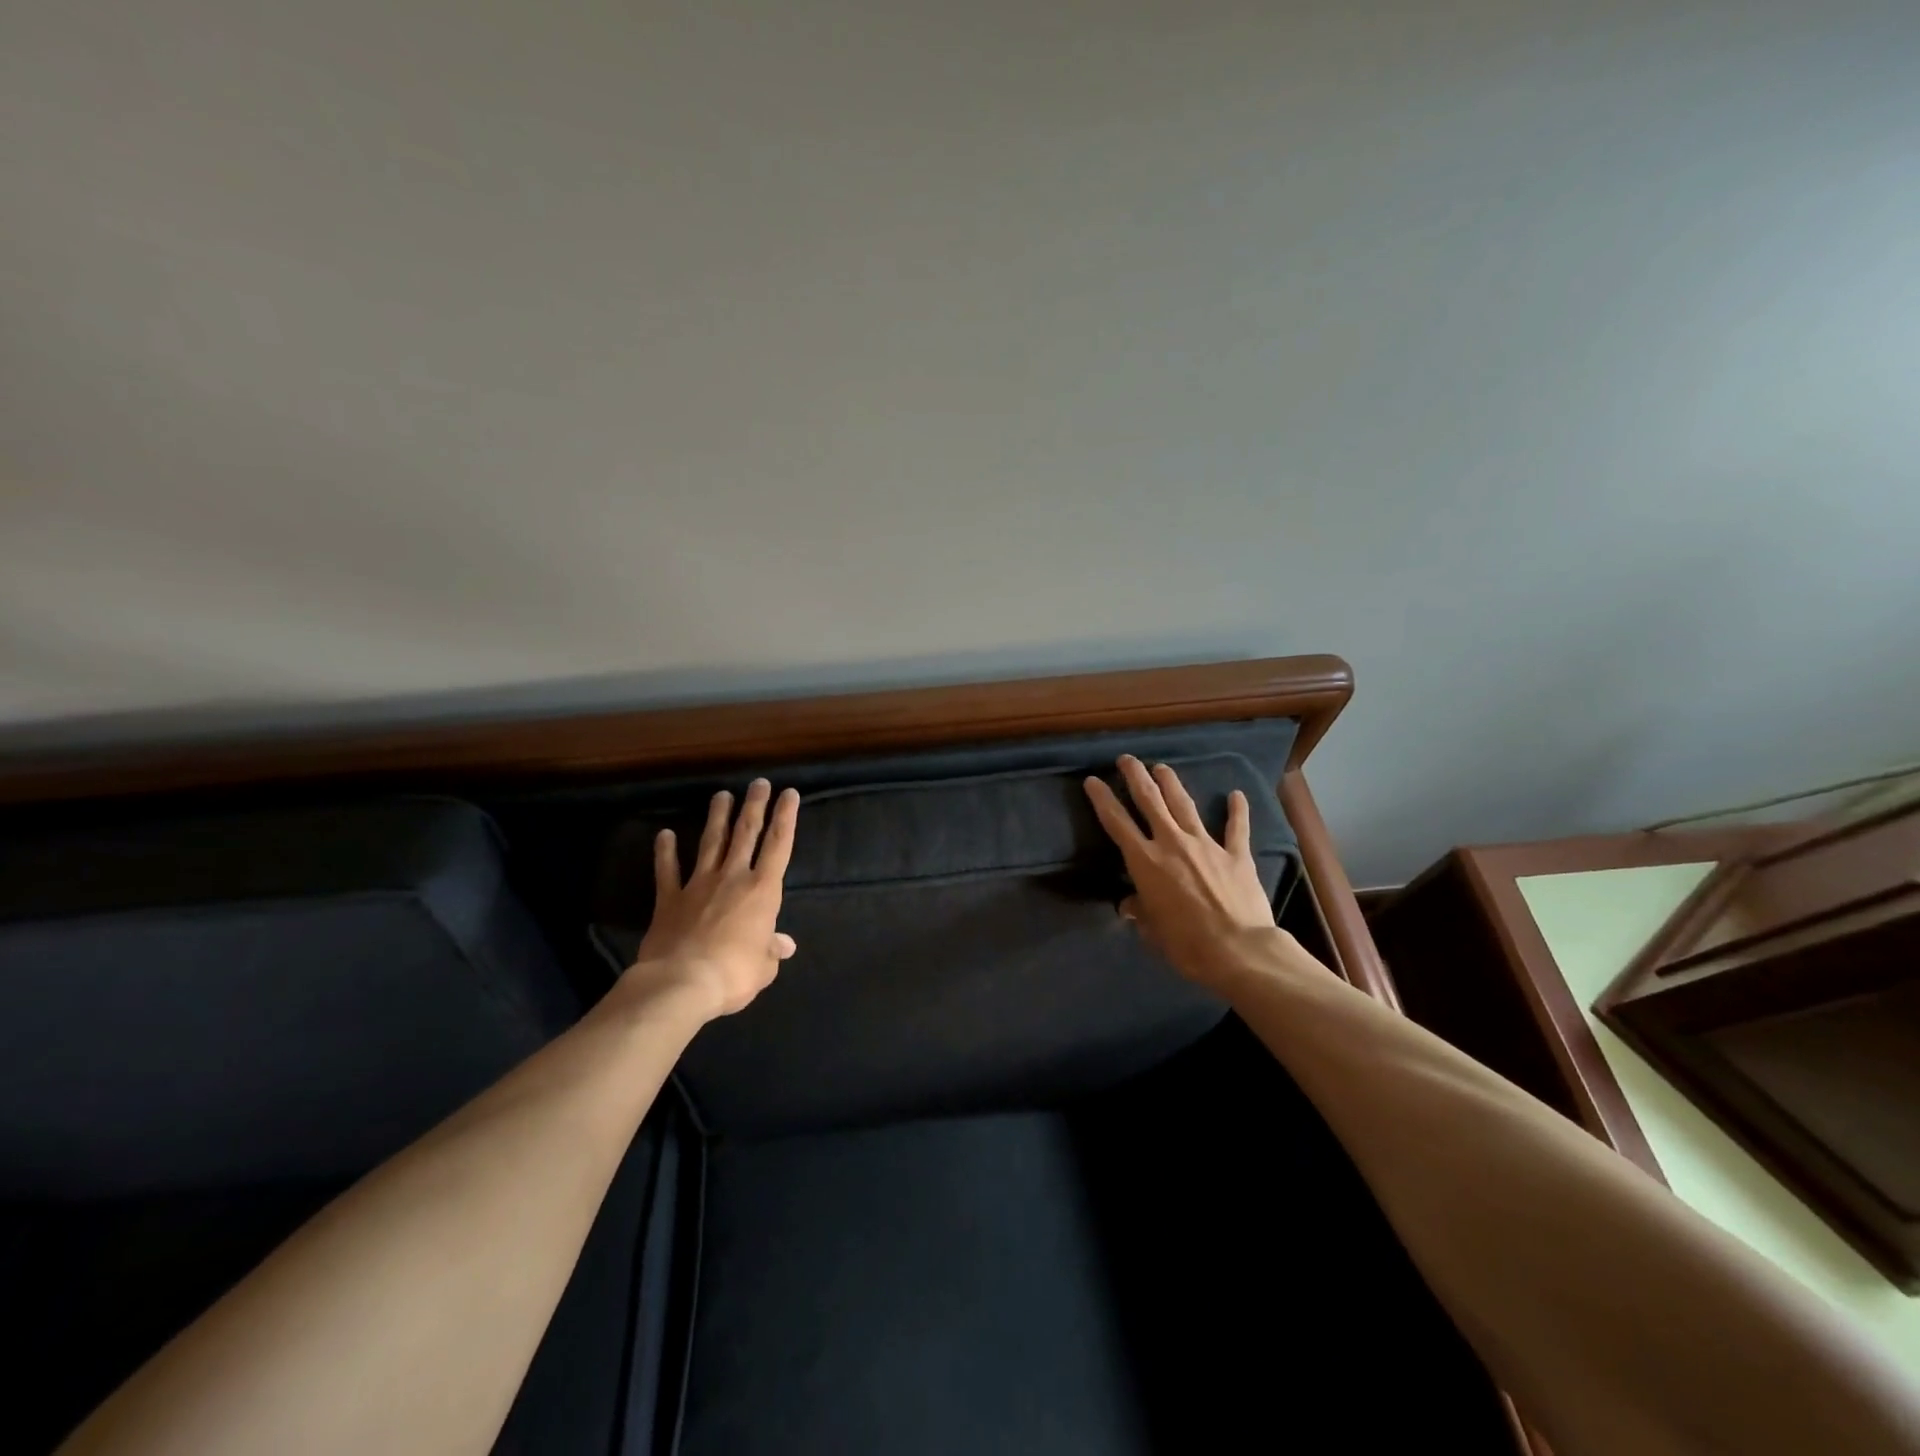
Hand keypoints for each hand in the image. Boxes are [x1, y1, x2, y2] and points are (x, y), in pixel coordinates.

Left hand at [624, 779, 799, 1019]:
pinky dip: (665, 852)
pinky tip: (664, 834)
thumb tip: (784, 945)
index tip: (788, 793)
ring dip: (717, 817)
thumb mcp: (763, 967)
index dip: (786, 817)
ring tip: (721, 795)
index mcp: (762, 891)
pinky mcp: (670, 899)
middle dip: (754, 806)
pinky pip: (668, 870)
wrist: (681, 983)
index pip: (779, 845)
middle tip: (758, 783)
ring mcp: (698, 884)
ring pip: (711, 843)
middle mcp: (732, 878)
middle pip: (746, 833)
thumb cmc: (733, 974)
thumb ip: (772, 950)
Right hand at [1084, 756, 1290, 992]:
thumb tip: (1131, 906)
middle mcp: (1172, 843)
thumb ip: (1140, 911)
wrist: (1238, 950)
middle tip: (1127, 759)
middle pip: (1150, 800)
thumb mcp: (1152, 930)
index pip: (1117, 823)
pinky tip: (1236, 795)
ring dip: (1171, 783)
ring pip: (1184, 805)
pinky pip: (1236, 828)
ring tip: (1162, 767)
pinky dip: (1237, 811)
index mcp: (1145, 862)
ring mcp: (1206, 845)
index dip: (1102, 799)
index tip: (1092, 780)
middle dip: (1136, 776)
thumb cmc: (1186, 944)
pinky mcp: (1236, 854)